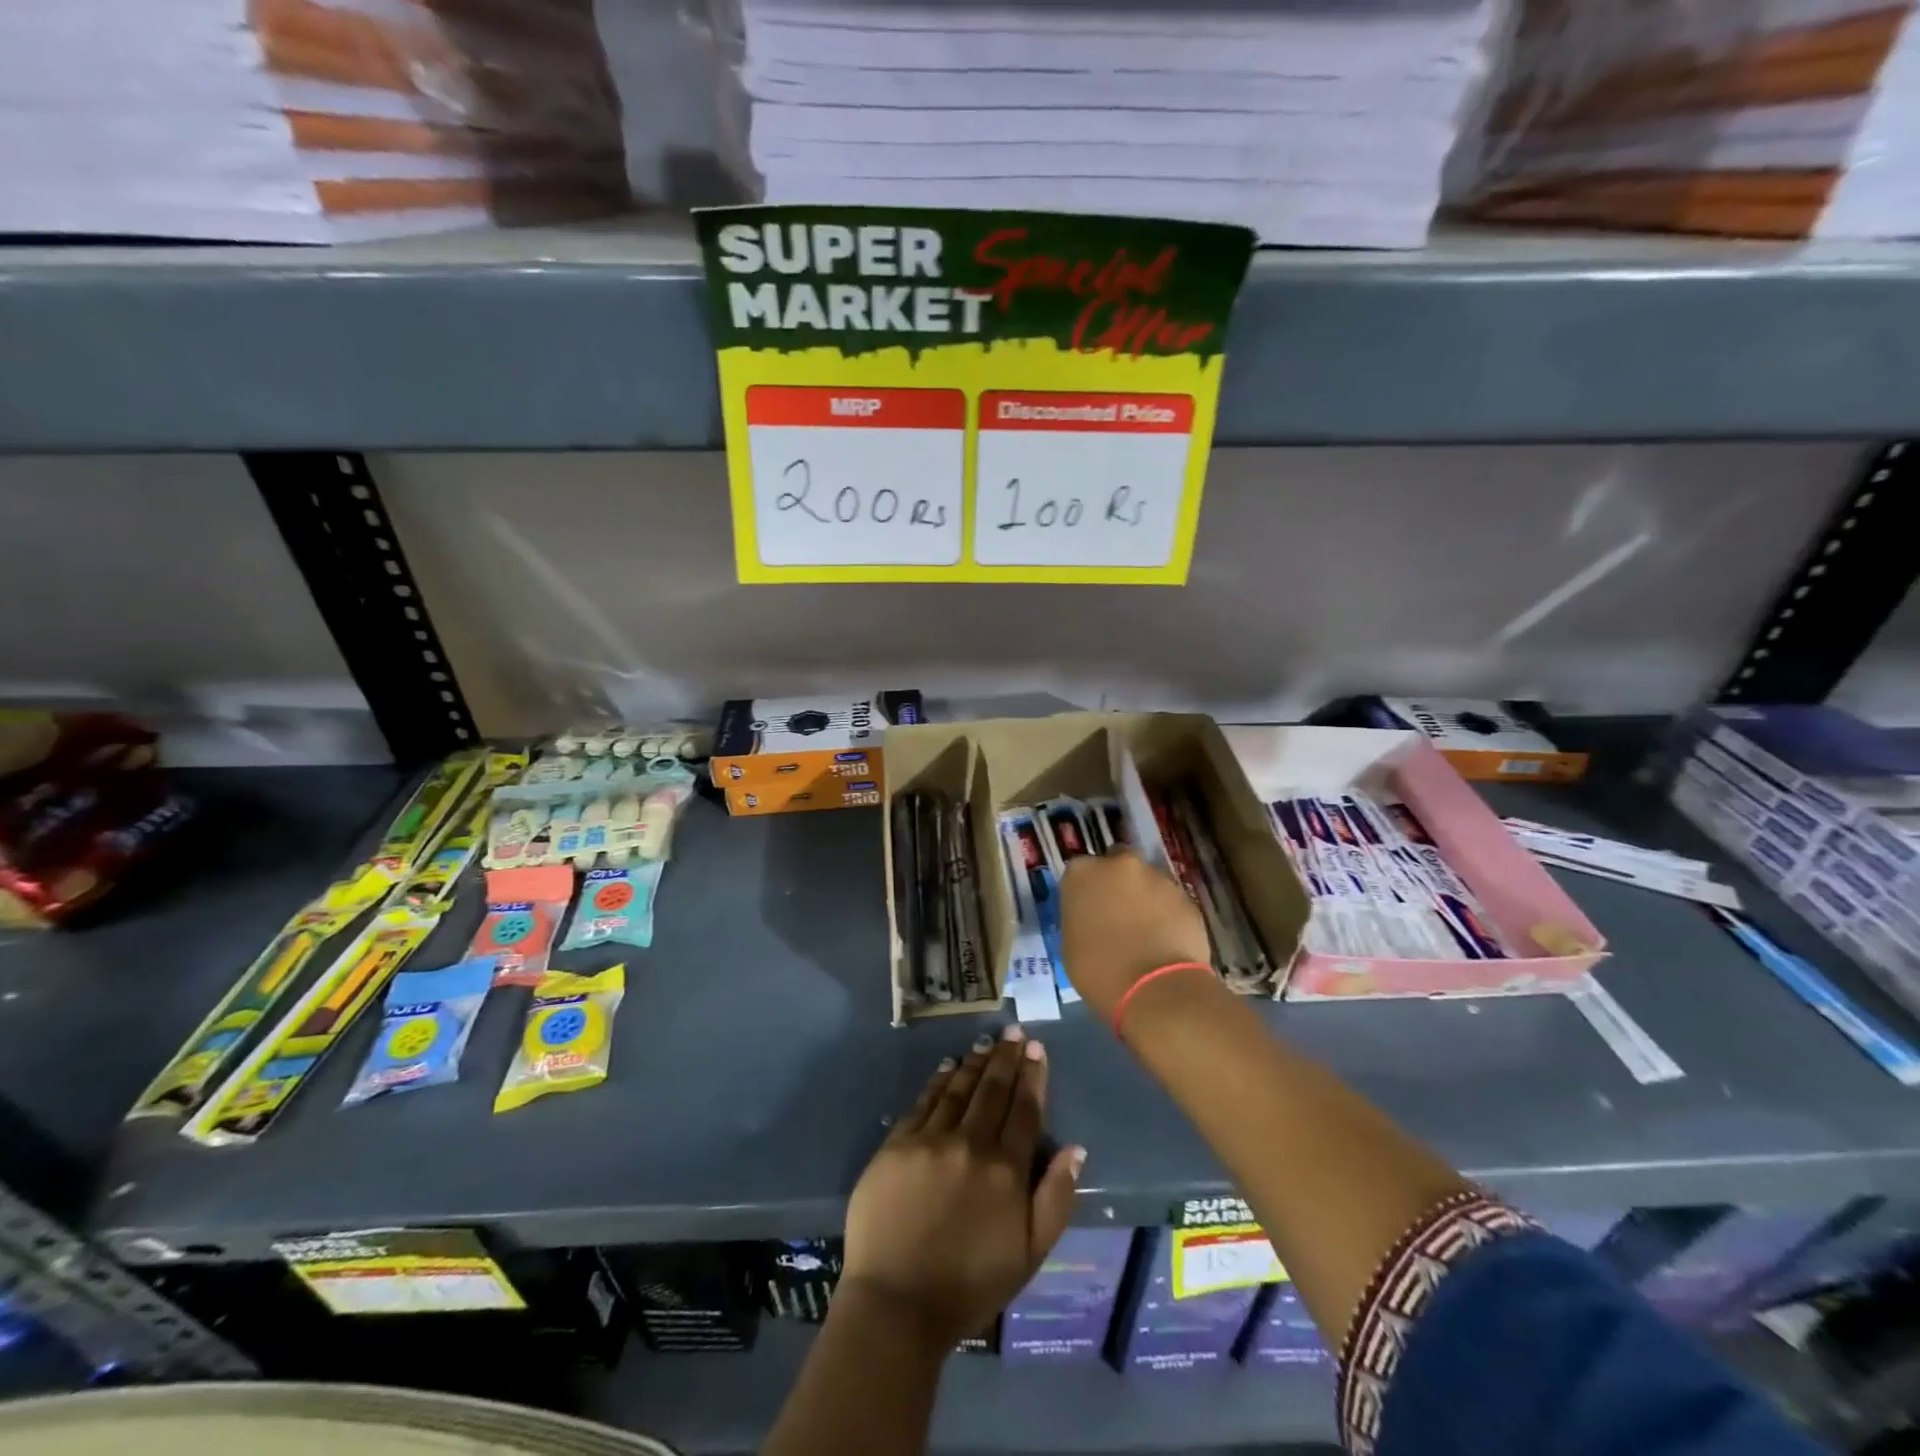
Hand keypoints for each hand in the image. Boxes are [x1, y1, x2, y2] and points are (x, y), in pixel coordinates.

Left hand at [842, 1027, 1084, 1349]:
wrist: (896, 1304)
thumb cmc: (970, 1286)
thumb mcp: (1030, 1255)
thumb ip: (1056, 1198)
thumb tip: (1075, 1149)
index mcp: (1006, 1170)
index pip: (1024, 1110)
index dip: (1032, 1076)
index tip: (1036, 1049)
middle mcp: (970, 1144)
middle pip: (992, 1090)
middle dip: (1006, 1057)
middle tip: (1014, 1032)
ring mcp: (930, 1140)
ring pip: (958, 1088)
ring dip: (975, 1063)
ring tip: (986, 1043)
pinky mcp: (896, 1144)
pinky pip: (923, 1102)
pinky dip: (938, 1080)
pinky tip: (947, 1067)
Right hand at [1060, 851, 1211, 1021]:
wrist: (1156, 989)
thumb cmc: (1100, 971)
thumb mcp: (1071, 943)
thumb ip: (1080, 916)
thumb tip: (1092, 915)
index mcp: (1083, 873)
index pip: (1080, 870)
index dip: (1085, 890)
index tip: (1088, 910)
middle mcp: (1120, 864)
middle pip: (1117, 864)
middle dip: (1118, 883)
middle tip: (1118, 914)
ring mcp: (1157, 877)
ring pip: (1147, 881)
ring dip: (1144, 897)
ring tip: (1146, 932)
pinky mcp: (1186, 896)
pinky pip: (1170, 901)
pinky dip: (1167, 914)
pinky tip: (1166, 940)